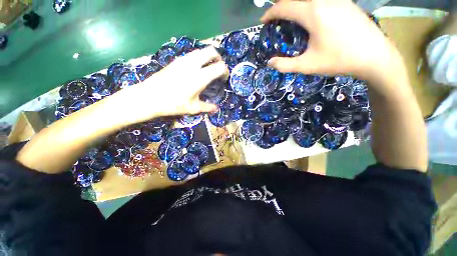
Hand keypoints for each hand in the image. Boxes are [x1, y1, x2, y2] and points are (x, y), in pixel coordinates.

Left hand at [111, 47, 228, 124]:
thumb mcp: (193, 108)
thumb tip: (216, 108)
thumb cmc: (173, 104)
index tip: (224, 78)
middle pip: (211, 51)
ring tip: (208, 68)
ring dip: (208, 57)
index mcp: (201, 77)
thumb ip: (207, 107)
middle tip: (218, 68)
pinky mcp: (176, 60)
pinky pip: (192, 54)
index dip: (225, 71)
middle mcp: (193, 64)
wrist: (149, 97)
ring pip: (201, 50)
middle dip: (218, 58)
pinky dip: (199, 58)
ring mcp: (184, 60)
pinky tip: (196, 69)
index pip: (220, 67)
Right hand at [261, 0, 399, 80]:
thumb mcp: (307, 65)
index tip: (263, 21)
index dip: (270, 13)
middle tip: (275, 18)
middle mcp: (323, 0)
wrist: (374, 56)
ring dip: (295, 4)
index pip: (284, 6)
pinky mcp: (345, 2)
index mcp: (312, 13)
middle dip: (281, 5)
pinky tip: (309, 16)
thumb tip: (270, 63)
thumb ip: (285, 65)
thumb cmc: (338, 60)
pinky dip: (308, 4)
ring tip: (290, 16)